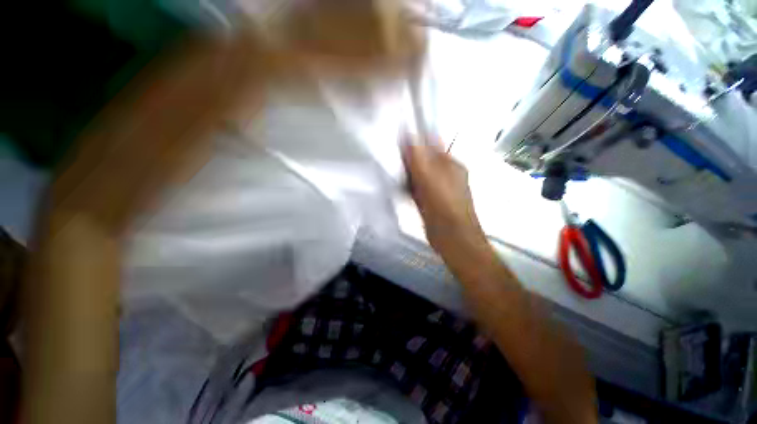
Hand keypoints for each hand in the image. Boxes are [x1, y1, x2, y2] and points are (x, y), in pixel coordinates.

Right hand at [402, 139, 486, 257]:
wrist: (452, 238)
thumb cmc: (444, 207)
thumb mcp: (429, 178)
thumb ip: (417, 157)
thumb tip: (406, 134)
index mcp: (450, 163)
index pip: (431, 143)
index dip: (414, 142)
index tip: (398, 146)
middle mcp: (445, 173)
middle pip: (423, 159)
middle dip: (408, 161)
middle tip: (397, 166)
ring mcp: (438, 188)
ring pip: (418, 175)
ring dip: (407, 176)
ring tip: (399, 179)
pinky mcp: (430, 200)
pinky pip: (417, 188)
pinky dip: (409, 189)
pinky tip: (403, 191)